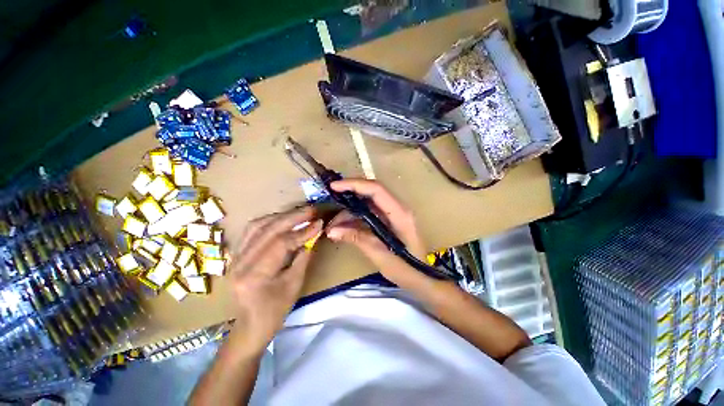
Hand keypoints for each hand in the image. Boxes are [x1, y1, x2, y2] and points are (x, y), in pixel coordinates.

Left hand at [229, 206, 322, 350]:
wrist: (249, 326)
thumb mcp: (295, 285)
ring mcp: (234, 257)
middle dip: (293, 217)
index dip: (303, 231)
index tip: (319, 223)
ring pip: (257, 226)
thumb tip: (314, 234)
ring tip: (299, 212)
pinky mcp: (235, 254)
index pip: (281, 243)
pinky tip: (282, 218)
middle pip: (268, 230)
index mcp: (255, 276)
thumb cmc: (275, 311)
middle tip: (311, 210)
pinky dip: (269, 221)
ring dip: (281, 216)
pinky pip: (251, 230)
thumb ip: (304, 256)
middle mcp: (240, 263)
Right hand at [325, 179, 436, 290]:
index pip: (376, 190)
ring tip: (333, 227)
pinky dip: (355, 220)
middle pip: (371, 193)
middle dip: (349, 195)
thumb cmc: (406, 269)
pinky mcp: (388, 222)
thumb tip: (332, 231)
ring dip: (349, 212)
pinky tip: (343, 230)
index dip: (354, 185)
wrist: (422, 278)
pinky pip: (369, 214)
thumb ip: (357, 239)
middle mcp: (397, 208)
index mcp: (399, 213)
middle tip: (330, 201)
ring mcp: (393, 214)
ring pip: (367, 204)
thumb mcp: (379, 254)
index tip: (334, 187)